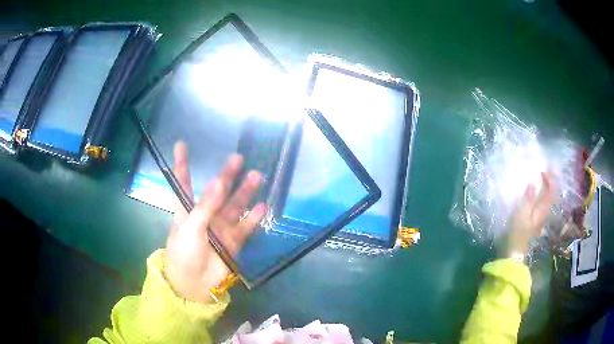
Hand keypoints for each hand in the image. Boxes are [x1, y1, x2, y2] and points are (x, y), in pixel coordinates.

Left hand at [165, 142, 266, 302]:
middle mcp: (205, 215)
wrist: (195, 284)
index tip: (181, 145)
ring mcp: (221, 228)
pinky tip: (262, 207)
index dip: (182, 165)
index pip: (183, 183)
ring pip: (235, 206)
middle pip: (216, 191)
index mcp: (186, 210)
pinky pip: (246, 226)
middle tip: (237, 159)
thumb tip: (219, 181)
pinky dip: (254, 217)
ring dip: (245, 192)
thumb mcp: (189, 228)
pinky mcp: (234, 242)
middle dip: (226, 175)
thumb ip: (205, 206)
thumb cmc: (183, 254)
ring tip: (256, 177)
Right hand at [500, 172, 556, 257]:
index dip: (550, 178)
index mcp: (543, 209)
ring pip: (551, 200)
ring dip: (550, 188)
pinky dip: (545, 196)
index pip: (552, 190)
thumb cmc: (517, 234)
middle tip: (547, 172)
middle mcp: (546, 213)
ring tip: (545, 180)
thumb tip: (532, 183)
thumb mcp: (520, 214)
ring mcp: (543, 218)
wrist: (515, 254)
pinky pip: (546, 205)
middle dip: (552, 182)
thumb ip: (528, 198)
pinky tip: (540, 194)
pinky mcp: (538, 222)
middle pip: (554, 195)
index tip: (543, 169)